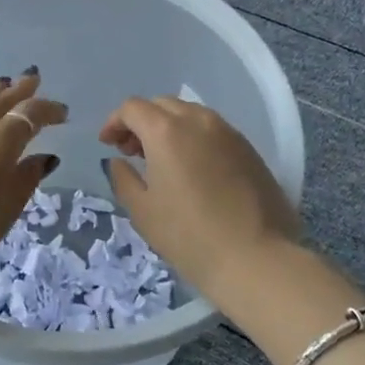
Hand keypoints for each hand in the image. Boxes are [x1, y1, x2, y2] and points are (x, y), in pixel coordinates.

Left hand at [0, 71, 65, 283]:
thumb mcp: (5, 210)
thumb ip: (26, 178)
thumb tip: (43, 157)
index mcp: (1, 140)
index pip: (32, 114)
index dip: (49, 111)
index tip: (61, 113)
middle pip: (2, 97)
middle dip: (21, 89)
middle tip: (33, 80)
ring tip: (1, 84)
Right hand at [100, 97, 301, 306]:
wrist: (256, 259)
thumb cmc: (189, 235)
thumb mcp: (142, 210)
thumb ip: (123, 178)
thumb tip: (119, 161)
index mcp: (166, 131)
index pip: (132, 108)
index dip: (114, 122)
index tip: (107, 144)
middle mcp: (198, 120)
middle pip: (162, 105)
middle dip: (142, 121)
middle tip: (132, 152)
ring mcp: (229, 133)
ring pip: (190, 114)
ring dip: (170, 127)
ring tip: (164, 160)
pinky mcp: (250, 149)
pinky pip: (213, 131)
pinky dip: (195, 138)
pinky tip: (194, 169)